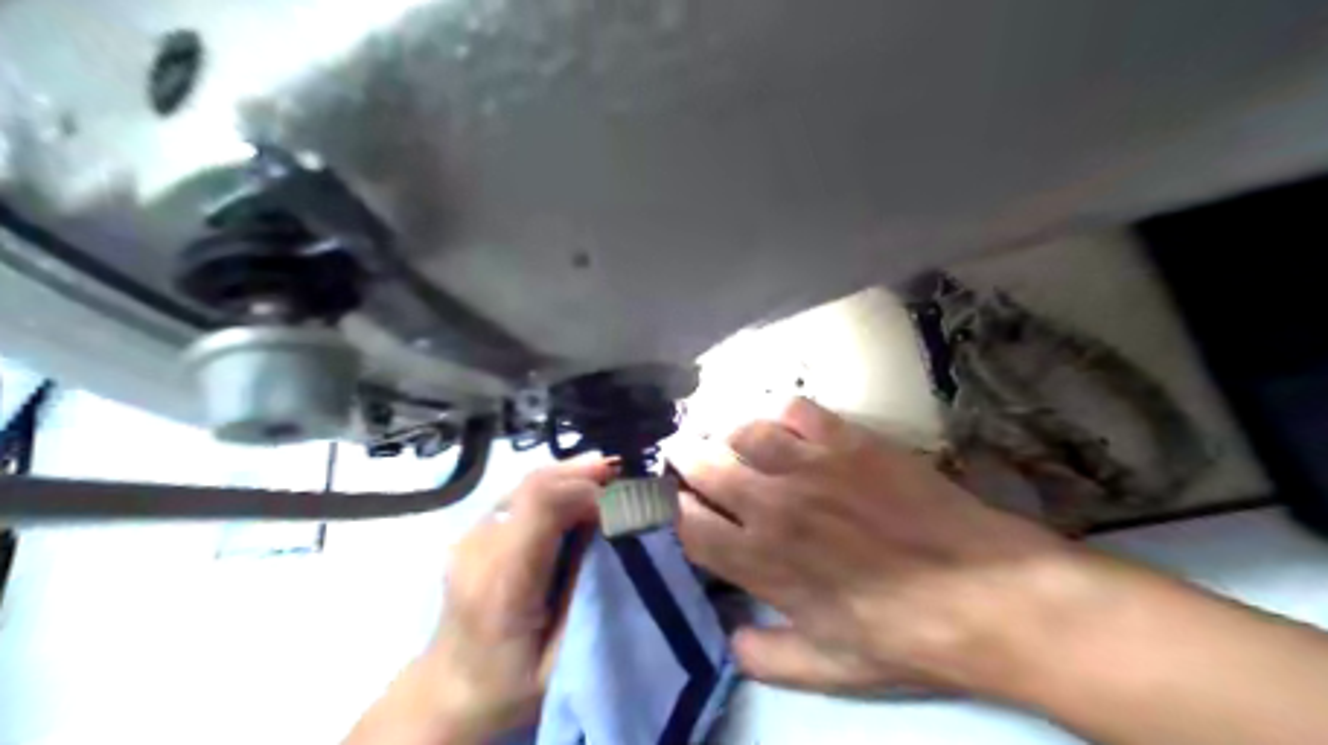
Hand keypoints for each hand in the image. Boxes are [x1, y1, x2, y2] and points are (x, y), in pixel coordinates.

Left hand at [340, 459, 611, 744]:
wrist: (450, 694)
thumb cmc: (511, 687)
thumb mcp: (561, 658)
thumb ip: (587, 596)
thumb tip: (618, 538)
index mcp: (502, 583)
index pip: (540, 505)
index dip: (586, 490)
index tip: (624, 500)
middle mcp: (479, 548)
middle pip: (534, 484)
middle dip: (584, 474)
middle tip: (626, 477)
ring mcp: (470, 536)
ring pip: (526, 483)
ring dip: (571, 477)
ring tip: (609, 480)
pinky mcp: (474, 533)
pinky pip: (520, 495)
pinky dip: (555, 487)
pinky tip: (578, 496)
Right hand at [671, 397, 1071, 693]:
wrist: (984, 591)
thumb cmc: (905, 635)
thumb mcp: (831, 669)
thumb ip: (768, 659)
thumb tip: (732, 638)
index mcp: (762, 562)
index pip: (690, 525)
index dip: (675, 510)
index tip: (679, 504)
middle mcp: (773, 505)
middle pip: (704, 465)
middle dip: (686, 457)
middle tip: (686, 452)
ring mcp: (811, 465)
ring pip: (744, 430)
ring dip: (729, 434)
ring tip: (735, 438)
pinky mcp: (849, 440)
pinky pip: (796, 409)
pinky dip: (782, 414)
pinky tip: (788, 428)